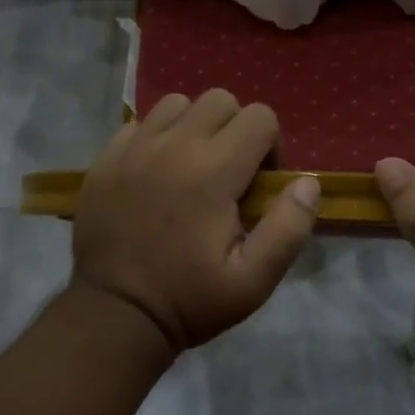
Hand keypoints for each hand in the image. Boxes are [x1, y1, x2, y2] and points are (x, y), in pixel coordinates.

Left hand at [73, 90, 320, 354]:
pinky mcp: (106, 158)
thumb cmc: (188, 300)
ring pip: (177, 104)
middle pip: (220, 100)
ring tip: (191, 166)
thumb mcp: (253, 281)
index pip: (260, 117)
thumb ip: (289, 228)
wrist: (113, 314)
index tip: (258, 184)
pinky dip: (155, 137)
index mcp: (214, 171)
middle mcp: (174, 145)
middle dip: (235, 128)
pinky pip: (140, 123)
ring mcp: (134, 147)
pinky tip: (155, 173)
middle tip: (228, 173)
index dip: (270, 146)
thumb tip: (307, 183)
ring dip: (194, 126)